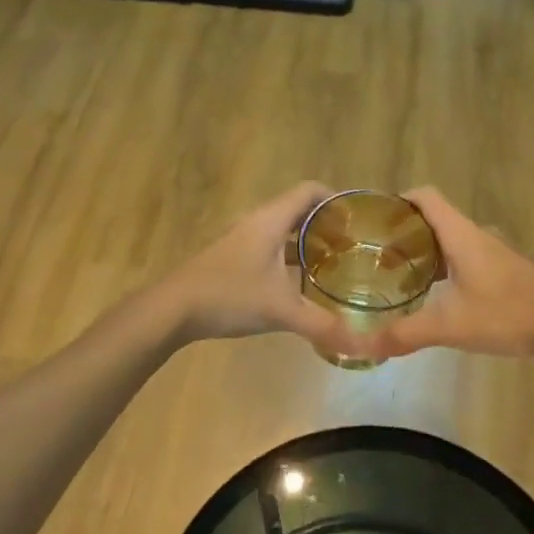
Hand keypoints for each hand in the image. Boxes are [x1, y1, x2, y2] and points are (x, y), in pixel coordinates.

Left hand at [161, 182, 353, 351]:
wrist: (173, 308)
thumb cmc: (229, 296)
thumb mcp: (280, 310)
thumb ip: (321, 324)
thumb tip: (360, 343)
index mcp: (271, 219)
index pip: (310, 191)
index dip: (336, 200)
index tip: (357, 222)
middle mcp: (257, 221)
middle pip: (298, 209)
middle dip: (326, 224)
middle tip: (351, 247)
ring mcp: (241, 238)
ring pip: (282, 230)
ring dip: (306, 241)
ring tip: (331, 264)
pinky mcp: (232, 257)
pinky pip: (268, 245)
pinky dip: (287, 256)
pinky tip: (297, 282)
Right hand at [359, 188, 533, 360]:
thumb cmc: (508, 314)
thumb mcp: (450, 326)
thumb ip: (405, 334)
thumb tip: (363, 346)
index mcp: (461, 234)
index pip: (425, 197)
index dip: (398, 200)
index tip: (374, 219)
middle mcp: (477, 235)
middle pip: (434, 219)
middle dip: (405, 233)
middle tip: (377, 255)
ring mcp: (495, 252)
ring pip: (452, 241)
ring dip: (427, 252)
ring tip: (401, 276)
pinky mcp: (507, 271)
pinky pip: (467, 258)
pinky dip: (447, 268)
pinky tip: (440, 296)